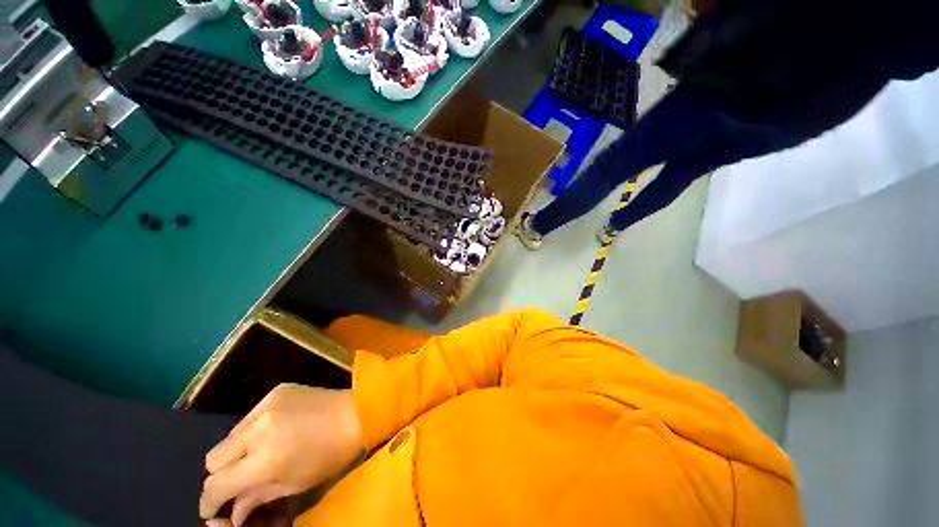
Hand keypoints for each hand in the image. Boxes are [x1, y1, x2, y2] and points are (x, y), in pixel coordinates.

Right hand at [200, 384, 363, 525]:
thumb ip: (256, 498)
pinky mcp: (277, 390)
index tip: (212, 509)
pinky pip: (250, 416)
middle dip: (221, 474)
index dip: (208, 502)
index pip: (215, 484)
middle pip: (213, 458)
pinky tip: (274, 430)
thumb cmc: (331, 454)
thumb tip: (231, 513)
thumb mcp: (294, 484)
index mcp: (264, 458)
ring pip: (229, 435)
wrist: (357, 412)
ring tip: (260, 453)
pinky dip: (253, 429)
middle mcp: (258, 428)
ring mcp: (267, 404)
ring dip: (237, 450)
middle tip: (239, 479)